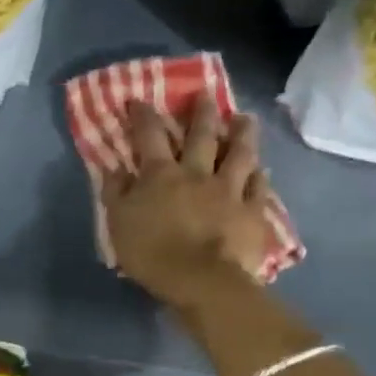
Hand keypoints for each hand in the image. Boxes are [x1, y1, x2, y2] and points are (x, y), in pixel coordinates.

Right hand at [104, 95, 272, 318]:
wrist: (202, 281)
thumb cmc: (152, 253)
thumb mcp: (118, 223)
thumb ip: (115, 192)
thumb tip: (114, 167)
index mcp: (160, 175)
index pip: (149, 136)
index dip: (143, 115)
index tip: (139, 100)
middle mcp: (197, 173)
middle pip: (202, 136)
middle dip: (202, 112)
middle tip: (206, 94)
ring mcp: (229, 191)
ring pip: (238, 154)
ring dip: (242, 134)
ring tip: (246, 118)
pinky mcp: (252, 212)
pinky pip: (259, 188)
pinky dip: (260, 176)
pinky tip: (262, 170)